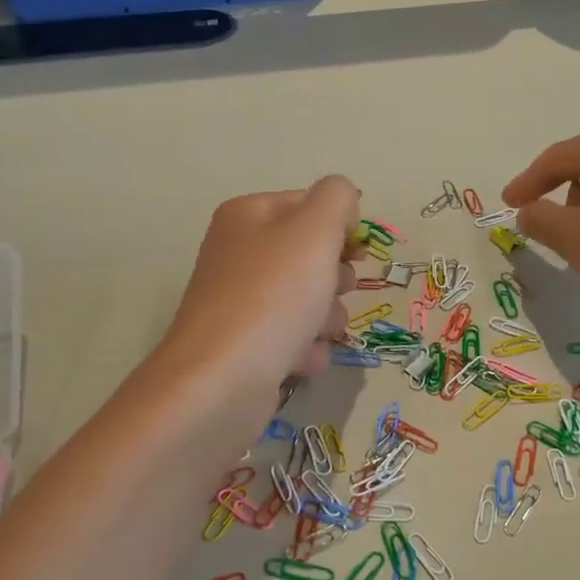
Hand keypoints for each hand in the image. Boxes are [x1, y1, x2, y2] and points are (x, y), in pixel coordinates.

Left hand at [166, 177, 360, 393]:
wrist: (222, 380)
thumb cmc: (273, 297)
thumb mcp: (314, 230)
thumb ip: (338, 198)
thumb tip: (344, 203)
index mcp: (249, 215)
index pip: (311, 205)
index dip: (341, 229)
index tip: (356, 255)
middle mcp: (239, 253)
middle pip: (312, 256)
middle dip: (335, 279)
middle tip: (332, 292)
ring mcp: (240, 302)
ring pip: (309, 300)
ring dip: (326, 319)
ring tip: (314, 333)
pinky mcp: (246, 345)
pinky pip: (294, 338)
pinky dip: (305, 349)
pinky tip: (298, 360)